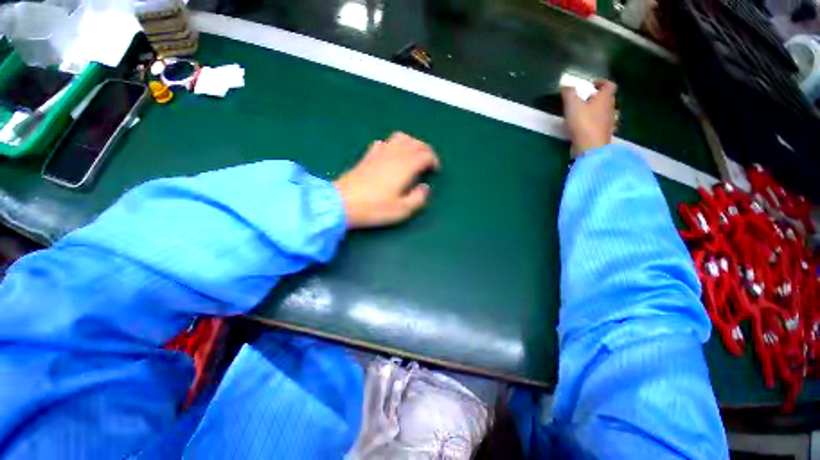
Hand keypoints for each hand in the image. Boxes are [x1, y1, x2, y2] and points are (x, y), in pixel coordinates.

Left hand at [334, 132, 440, 228]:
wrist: (342, 203)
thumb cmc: (374, 208)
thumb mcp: (402, 210)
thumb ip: (418, 198)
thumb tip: (425, 188)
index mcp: (405, 166)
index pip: (425, 154)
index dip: (434, 161)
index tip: (435, 171)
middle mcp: (395, 154)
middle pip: (415, 143)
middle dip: (425, 150)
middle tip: (428, 163)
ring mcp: (380, 152)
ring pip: (401, 138)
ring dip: (411, 144)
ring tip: (413, 156)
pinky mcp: (368, 155)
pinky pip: (385, 142)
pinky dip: (393, 145)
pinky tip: (392, 155)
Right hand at [561, 79, 617, 157]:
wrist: (590, 147)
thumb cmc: (583, 123)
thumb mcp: (572, 105)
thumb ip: (569, 93)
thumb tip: (566, 85)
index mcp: (605, 98)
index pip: (609, 85)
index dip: (601, 82)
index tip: (592, 84)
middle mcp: (610, 108)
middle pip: (607, 99)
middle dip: (597, 97)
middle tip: (585, 99)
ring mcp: (609, 122)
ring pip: (604, 112)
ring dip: (596, 110)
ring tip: (584, 113)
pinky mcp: (603, 134)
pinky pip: (601, 124)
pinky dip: (594, 123)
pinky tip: (585, 127)